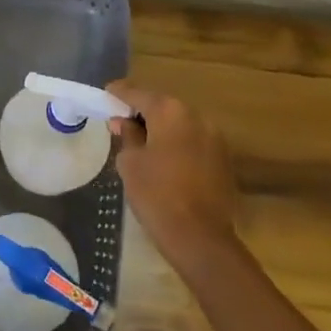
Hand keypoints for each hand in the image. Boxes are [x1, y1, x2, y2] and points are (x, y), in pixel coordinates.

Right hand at [107, 81, 239, 269]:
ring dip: (162, 128)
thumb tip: (123, 122)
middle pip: (163, 106)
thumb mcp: (130, 163)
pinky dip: (178, 143)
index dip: (120, 93)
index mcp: (170, 112)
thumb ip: (127, 135)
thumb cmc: (156, 194)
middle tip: (121, 120)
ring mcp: (214, 137)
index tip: (107, 93)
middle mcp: (196, 116)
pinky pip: (194, 140)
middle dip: (142, 111)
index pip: (138, 94)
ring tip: (142, 140)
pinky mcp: (223, 158)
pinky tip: (164, 158)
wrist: (200, 237)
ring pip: (180, 123)